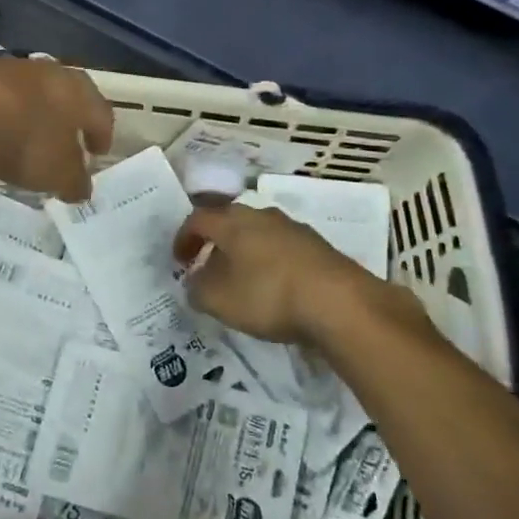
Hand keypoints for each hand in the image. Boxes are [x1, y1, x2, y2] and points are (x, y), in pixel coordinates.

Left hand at [0, 57, 111, 201]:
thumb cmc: (25, 142)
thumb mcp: (57, 174)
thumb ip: (74, 182)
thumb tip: (81, 188)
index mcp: (78, 92)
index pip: (100, 111)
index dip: (101, 133)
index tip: (97, 152)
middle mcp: (47, 72)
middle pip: (65, 93)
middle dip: (67, 117)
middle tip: (64, 141)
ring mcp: (7, 68)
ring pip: (29, 90)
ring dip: (30, 111)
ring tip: (23, 137)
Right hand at [173, 201, 426, 350]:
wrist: (339, 303)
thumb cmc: (268, 295)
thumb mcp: (220, 301)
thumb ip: (198, 290)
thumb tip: (193, 282)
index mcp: (233, 222)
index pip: (198, 219)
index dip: (183, 238)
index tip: (179, 261)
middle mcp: (262, 215)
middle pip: (230, 222)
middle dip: (215, 244)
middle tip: (208, 268)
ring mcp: (294, 228)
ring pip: (258, 234)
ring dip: (244, 253)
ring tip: (241, 281)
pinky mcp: (318, 247)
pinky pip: (282, 249)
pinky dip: (270, 263)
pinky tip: (274, 288)